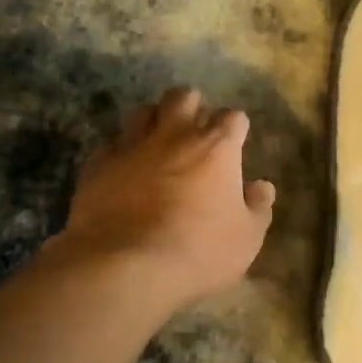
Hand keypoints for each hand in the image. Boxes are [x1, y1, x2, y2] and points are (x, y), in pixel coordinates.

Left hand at [51, 87, 275, 312]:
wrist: (125, 265)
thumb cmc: (198, 251)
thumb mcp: (246, 238)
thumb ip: (258, 207)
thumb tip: (262, 186)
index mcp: (216, 147)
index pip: (233, 117)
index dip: (235, 128)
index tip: (235, 143)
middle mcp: (174, 134)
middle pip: (183, 97)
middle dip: (192, 107)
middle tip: (194, 131)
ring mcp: (132, 145)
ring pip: (143, 111)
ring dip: (154, 121)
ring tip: (157, 142)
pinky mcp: (98, 164)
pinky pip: (111, 145)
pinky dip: (121, 152)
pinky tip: (124, 170)